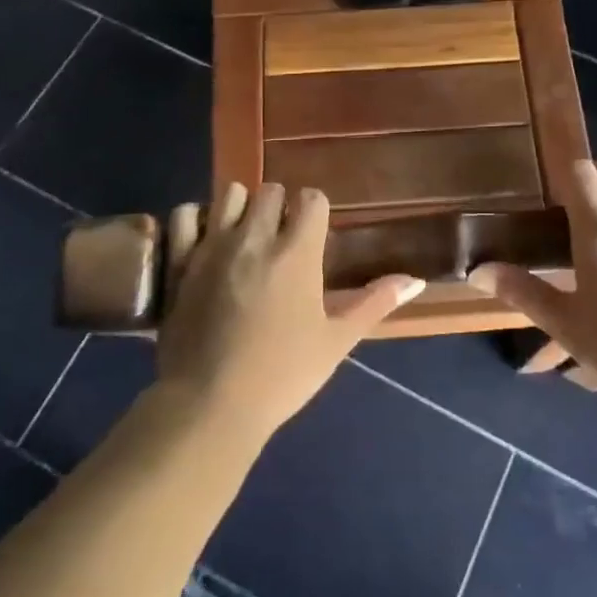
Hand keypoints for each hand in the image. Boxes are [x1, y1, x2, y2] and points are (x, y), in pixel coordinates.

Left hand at [154, 183, 424, 441]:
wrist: (210, 405)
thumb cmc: (282, 375)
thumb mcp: (336, 342)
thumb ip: (375, 303)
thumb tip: (416, 280)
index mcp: (297, 253)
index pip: (311, 199)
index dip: (315, 212)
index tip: (313, 237)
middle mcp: (256, 237)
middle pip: (271, 191)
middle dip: (280, 208)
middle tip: (280, 241)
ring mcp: (213, 245)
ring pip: (231, 193)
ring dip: (242, 207)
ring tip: (245, 237)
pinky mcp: (180, 260)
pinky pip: (185, 213)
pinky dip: (196, 218)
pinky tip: (205, 239)